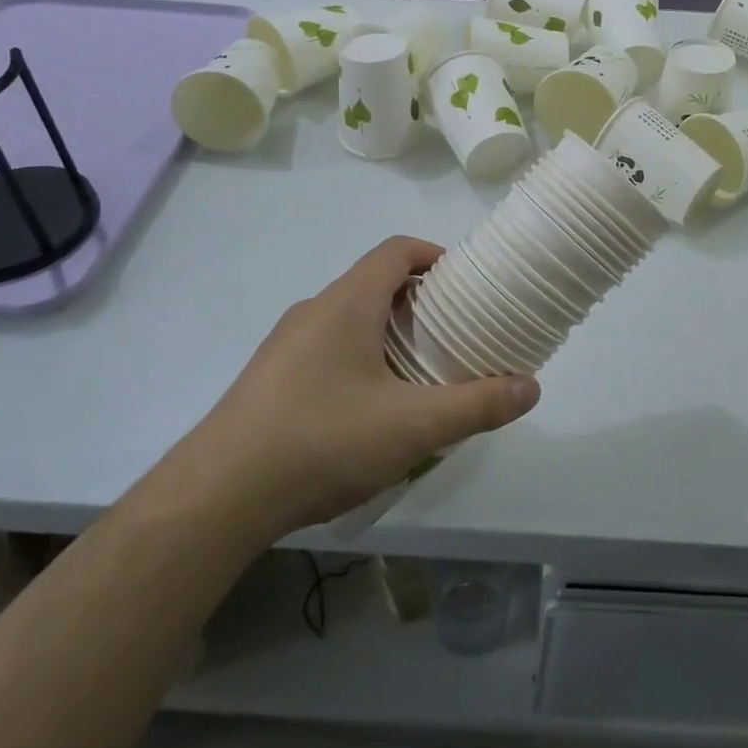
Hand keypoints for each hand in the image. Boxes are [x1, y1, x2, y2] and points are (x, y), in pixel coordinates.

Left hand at [186, 237, 539, 535]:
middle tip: (456, 335)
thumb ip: (477, 405)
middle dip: (420, 302)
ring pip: (349, 320)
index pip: (396, 250)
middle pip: (374, 284)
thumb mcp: (413, 427)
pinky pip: (326, 350)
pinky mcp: (269, 379)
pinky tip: (370, 411)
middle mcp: (313, 311)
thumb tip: (531, 387)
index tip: (467, 283)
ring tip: (421, 375)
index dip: (435, 255)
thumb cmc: (322, 441)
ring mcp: (285, 345)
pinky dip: (360, 360)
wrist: (216, 497)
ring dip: (389, 334)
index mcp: (347, 303)